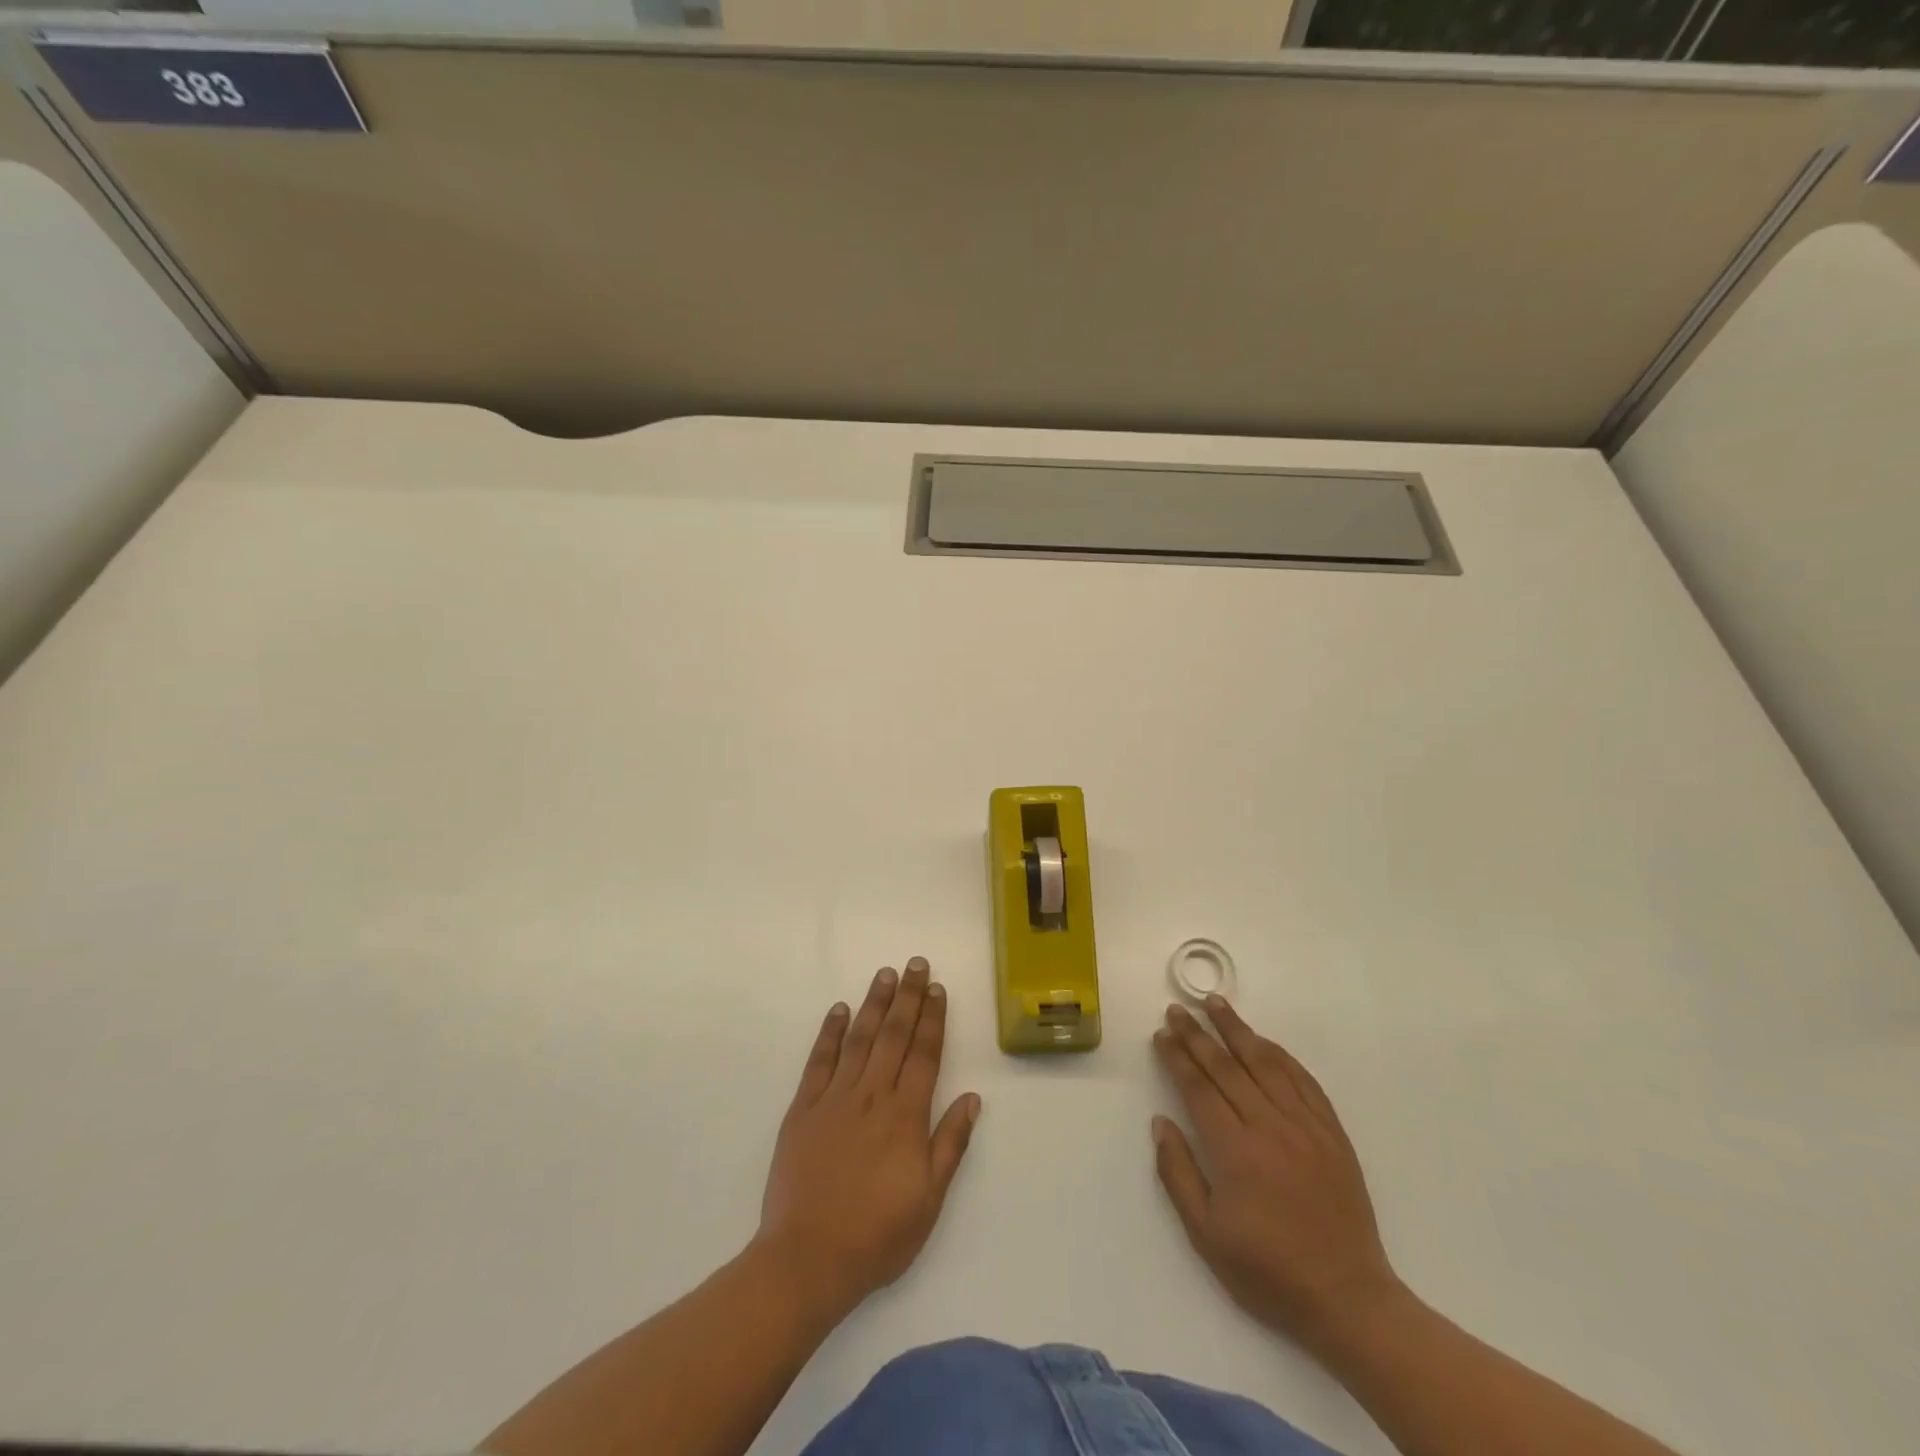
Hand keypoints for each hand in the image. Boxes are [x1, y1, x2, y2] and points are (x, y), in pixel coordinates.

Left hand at [756, 958, 980, 1321]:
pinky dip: (829, 1032)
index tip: (938, 988)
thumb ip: (950, 1143)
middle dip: (908, 996)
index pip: (924, 1053)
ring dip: (874, 1003)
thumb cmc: (877, 1235)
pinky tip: (839, 1009)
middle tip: (915, 964)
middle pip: (894, 1034)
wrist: (808, 1259)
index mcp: (906, 1115)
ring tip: (885, 974)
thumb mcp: (929, 1199)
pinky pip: (819, 1061)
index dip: (933, 1018)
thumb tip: (972, 1098)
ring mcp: (835, 1098)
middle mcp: (872, 1095)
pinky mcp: (803, 1109)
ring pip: (859, 1038)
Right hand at [1152, 998, 1403, 1351]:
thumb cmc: (1269, 1272)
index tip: (1161, 1034)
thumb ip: (1178, 1174)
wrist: (1349, 1300)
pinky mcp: (1332, 1134)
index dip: (1177, 1057)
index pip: (1198, 1088)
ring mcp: (1305, 1126)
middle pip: (1226, 1067)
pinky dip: (1280, 1055)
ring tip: (1215, 1003)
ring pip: (1265, 1063)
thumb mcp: (1206, 1235)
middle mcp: (1269, 1126)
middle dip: (1197, 1034)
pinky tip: (1264, 1041)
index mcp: (1235, 1150)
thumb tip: (1161, 1122)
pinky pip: (1303, 1081)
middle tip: (1176, 1009)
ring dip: (1236, 1030)